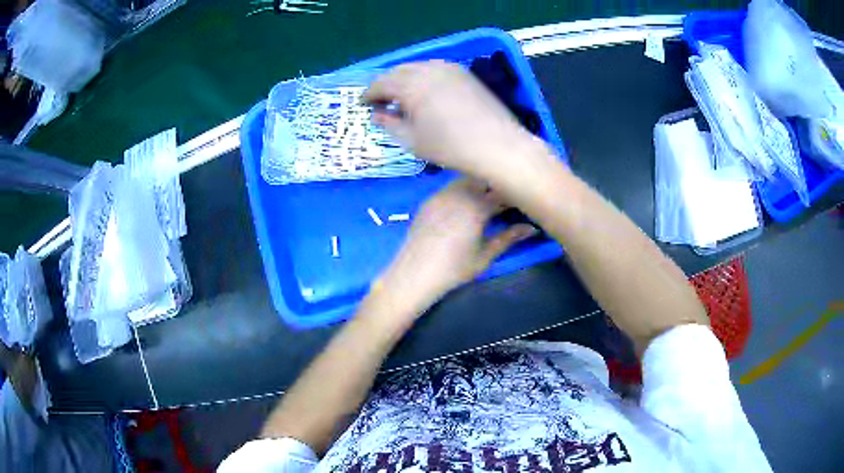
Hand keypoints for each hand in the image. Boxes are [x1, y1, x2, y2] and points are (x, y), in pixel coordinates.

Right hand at [363, 61, 546, 184]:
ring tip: (402, 99)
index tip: (363, 105)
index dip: (369, 94)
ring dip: (405, 80)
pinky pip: (436, 70)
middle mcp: (429, 69)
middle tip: (380, 102)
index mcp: (411, 84)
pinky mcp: (465, 73)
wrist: (499, 146)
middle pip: (398, 71)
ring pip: (418, 68)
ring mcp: (450, 68)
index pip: (381, 83)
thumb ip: (390, 123)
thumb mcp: (413, 140)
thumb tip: (376, 114)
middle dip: (386, 85)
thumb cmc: (451, 147)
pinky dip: (424, 78)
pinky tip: (426, 94)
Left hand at [366, 179, 536, 329]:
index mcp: (476, 205)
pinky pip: (450, 187)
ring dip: (479, 185)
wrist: (414, 274)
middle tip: (506, 200)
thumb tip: (532, 228)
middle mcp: (458, 193)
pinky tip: (466, 204)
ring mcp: (441, 194)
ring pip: (466, 180)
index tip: (524, 199)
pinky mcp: (429, 200)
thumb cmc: (454, 269)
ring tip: (488, 200)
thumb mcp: (485, 255)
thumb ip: (509, 238)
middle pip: (483, 178)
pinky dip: (463, 190)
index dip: (515, 194)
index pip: (502, 191)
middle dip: (496, 185)